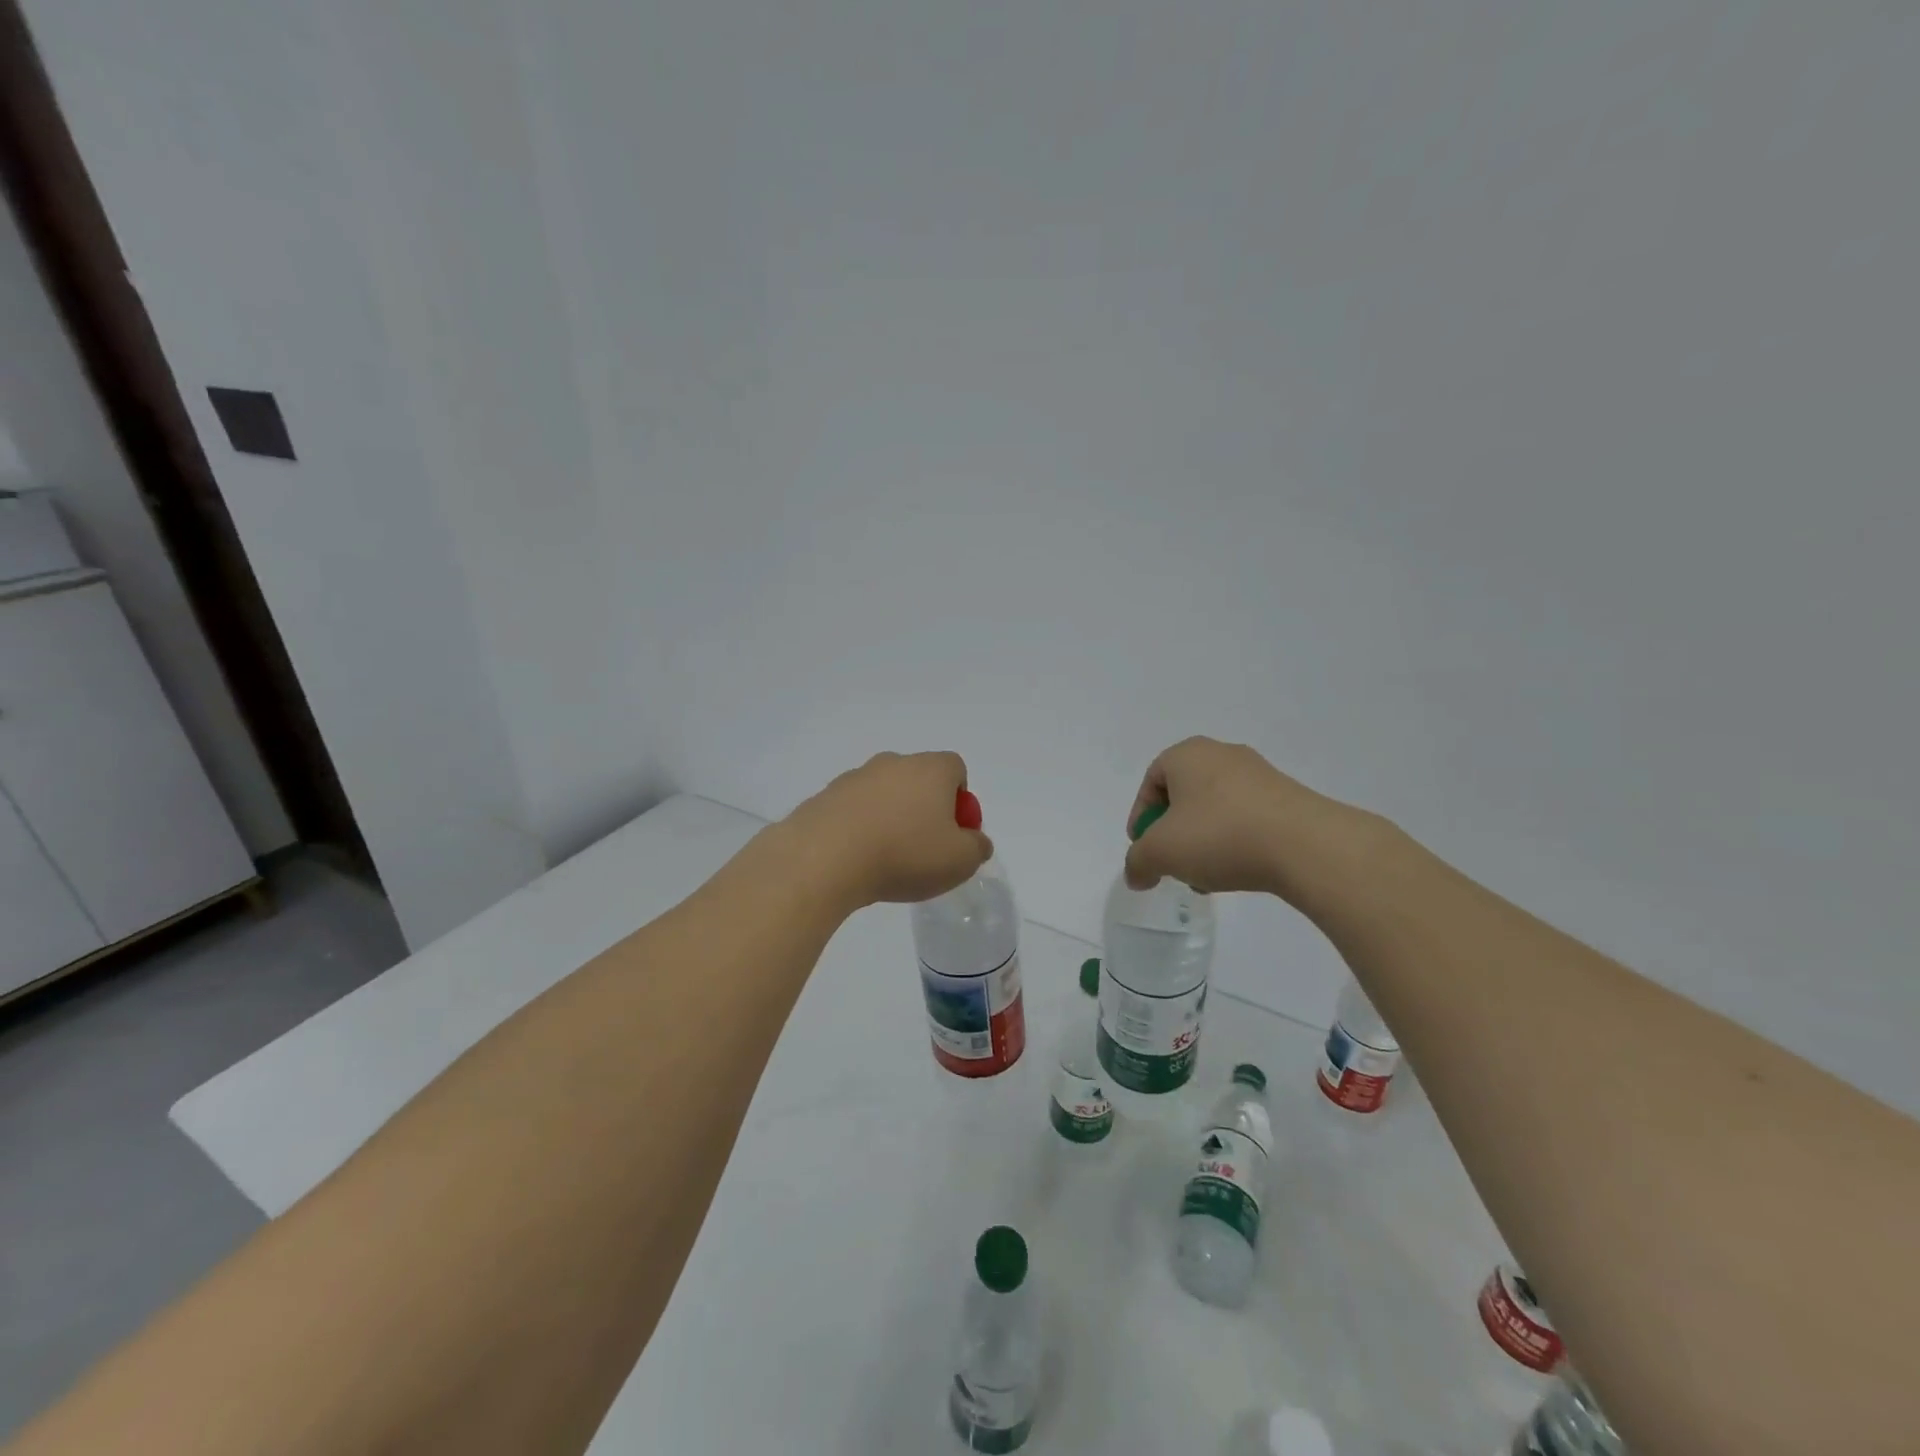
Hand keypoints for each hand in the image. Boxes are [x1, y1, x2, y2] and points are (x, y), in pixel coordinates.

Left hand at [787, 752, 992, 907]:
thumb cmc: (904, 854)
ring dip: (889, 818)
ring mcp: (855, 777)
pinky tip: (856, 860)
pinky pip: (853, 810)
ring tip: (885, 859)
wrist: (825, 858)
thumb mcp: (959, 861)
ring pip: (883, 794)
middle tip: (923, 848)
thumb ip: (977, 848)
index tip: (954, 832)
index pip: (955, 769)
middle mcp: (893, 763)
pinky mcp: (824, 796)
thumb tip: (975, 841)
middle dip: (924, 809)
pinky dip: (859, 828)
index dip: (960, 800)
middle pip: (918, 779)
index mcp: (930, 769)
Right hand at [1124, 737, 1370, 900]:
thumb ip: (1138, 862)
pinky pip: (1246, 817)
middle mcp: (1222, 754)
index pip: (1151, 782)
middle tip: (1173, 863)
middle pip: (1183, 795)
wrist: (1306, 845)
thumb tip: (1136, 874)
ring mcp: (1259, 774)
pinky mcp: (1287, 797)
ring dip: (1203, 841)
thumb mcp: (1161, 852)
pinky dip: (1234, 841)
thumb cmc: (1220, 835)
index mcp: (1187, 754)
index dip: (1141, 818)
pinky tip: (1239, 870)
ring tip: (1207, 876)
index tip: (1144, 850)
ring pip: (1215, 809)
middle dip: (1173, 833)